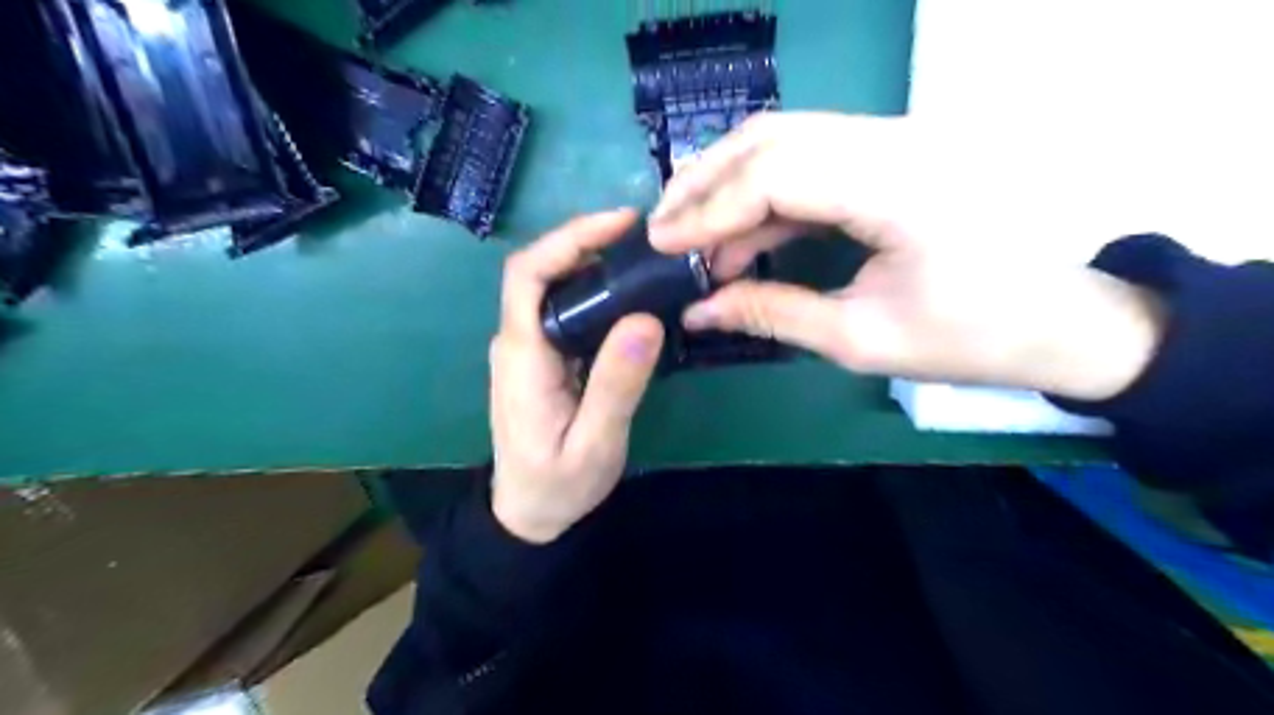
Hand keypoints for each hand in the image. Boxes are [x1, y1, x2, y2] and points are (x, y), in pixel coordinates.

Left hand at [488, 210, 667, 543]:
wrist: (527, 513)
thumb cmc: (558, 485)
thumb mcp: (595, 444)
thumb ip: (616, 386)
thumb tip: (645, 320)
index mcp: (523, 355)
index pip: (528, 274)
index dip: (569, 238)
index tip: (619, 224)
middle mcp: (518, 341)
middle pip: (542, 270)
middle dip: (588, 241)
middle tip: (647, 237)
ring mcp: (528, 348)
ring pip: (555, 286)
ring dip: (594, 262)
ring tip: (647, 257)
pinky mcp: (543, 358)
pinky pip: (566, 309)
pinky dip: (597, 290)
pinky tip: (632, 295)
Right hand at [652, 113, 1161, 398]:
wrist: (1059, 320)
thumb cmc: (972, 339)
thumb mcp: (862, 339)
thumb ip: (771, 314)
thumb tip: (699, 311)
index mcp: (900, 187)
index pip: (776, 172)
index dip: (709, 207)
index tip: (662, 243)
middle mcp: (898, 141)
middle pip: (774, 137)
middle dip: (707, 182)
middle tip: (663, 228)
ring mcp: (898, 140)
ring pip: (788, 138)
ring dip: (730, 181)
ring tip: (690, 231)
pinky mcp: (893, 154)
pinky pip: (812, 158)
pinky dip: (766, 191)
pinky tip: (740, 233)